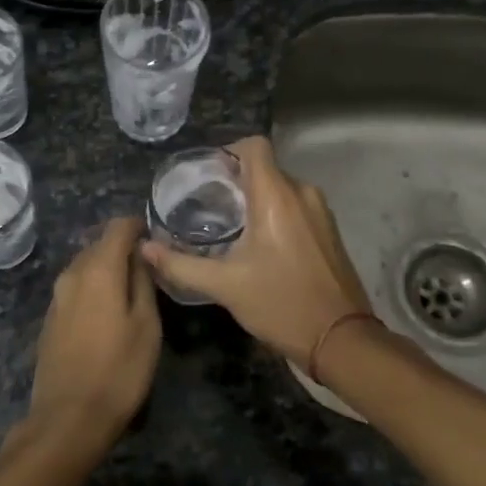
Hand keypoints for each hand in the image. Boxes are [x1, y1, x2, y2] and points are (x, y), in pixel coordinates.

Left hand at [26, 217, 161, 445]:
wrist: (68, 418)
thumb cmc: (118, 371)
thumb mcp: (147, 326)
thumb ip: (143, 282)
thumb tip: (141, 253)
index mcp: (98, 269)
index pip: (117, 227)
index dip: (138, 226)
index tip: (157, 237)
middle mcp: (71, 274)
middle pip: (99, 245)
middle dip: (123, 248)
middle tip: (149, 267)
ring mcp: (56, 296)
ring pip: (85, 266)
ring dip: (107, 268)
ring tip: (132, 289)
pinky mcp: (50, 318)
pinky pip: (75, 288)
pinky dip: (93, 287)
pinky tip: (107, 310)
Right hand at [141, 136, 371, 365]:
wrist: (341, 340)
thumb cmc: (280, 304)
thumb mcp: (224, 286)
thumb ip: (180, 264)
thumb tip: (144, 248)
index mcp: (276, 196)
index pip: (254, 146)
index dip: (228, 150)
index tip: (207, 175)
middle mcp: (302, 193)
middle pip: (265, 167)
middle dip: (236, 180)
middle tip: (207, 205)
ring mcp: (320, 212)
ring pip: (281, 187)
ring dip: (255, 198)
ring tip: (228, 225)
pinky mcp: (329, 231)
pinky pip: (296, 205)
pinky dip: (275, 213)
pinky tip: (258, 244)